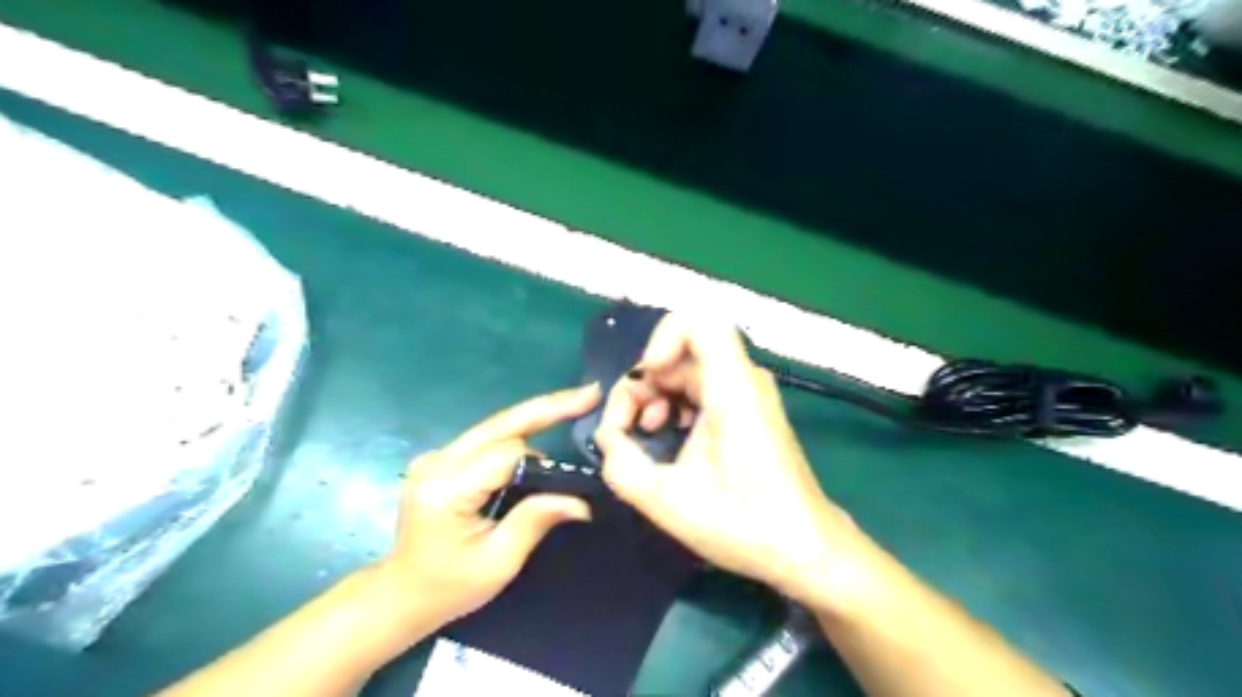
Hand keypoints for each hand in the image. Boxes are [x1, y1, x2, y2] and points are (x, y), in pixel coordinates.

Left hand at [373, 384, 600, 634]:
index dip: (544, 462)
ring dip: (536, 417)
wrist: (400, 595)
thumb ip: (536, 520)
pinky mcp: (442, 459)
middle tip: (590, 393)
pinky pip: (488, 438)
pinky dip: (520, 431)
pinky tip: (546, 425)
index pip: (506, 454)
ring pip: (496, 426)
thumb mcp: (498, 562)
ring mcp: (437, 457)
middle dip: (548, 406)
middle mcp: (438, 462)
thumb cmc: (448, 587)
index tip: (575, 474)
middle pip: (501, 423)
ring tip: (576, 406)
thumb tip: (581, 501)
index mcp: (447, 488)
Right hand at [595, 312, 859, 608]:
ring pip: (688, 371)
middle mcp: (744, 379)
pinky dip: (675, 406)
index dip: (660, 340)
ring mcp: (748, 393)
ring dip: (656, 397)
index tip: (644, 381)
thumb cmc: (743, 524)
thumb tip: (607, 436)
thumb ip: (620, 463)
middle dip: (643, 384)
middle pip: (682, 352)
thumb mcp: (665, 499)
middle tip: (625, 429)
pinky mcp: (748, 410)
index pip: (697, 322)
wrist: (805, 549)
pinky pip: (702, 389)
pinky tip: (666, 439)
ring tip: (643, 437)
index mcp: (732, 387)